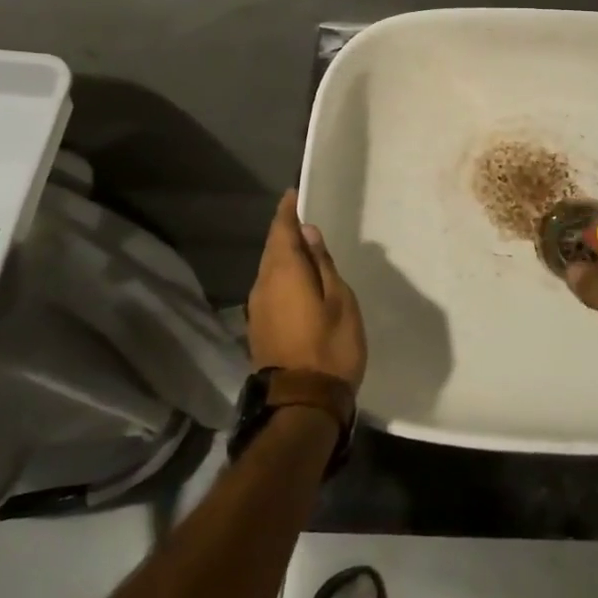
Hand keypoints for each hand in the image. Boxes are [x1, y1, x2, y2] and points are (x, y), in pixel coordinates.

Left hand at [248, 190, 366, 390]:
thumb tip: (308, 233)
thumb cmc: (330, 347)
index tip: (294, 193)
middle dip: (285, 231)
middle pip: (272, 248)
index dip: (287, 210)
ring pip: (269, 269)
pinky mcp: (259, 327)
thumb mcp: (340, 300)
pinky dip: (282, 276)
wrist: (302, 404)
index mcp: (284, 272)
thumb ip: (322, 264)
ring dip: (283, 254)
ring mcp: (258, 308)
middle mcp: (263, 284)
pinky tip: (298, 280)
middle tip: (303, 217)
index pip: (282, 230)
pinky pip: (269, 288)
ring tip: (305, 247)